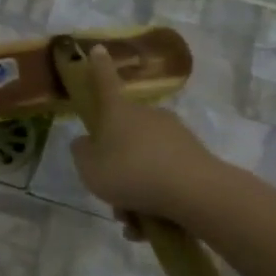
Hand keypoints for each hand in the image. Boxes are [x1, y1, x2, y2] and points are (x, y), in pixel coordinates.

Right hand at [69, 44, 223, 230]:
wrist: (194, 192)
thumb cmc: (130, 173)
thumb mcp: (89, 168)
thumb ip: (81, 154)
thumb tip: (86, 143)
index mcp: (118, 113)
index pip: (104, 83)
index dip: (97, 68)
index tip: (98, 48)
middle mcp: (147, 117)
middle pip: (123, 137)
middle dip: (114, 167)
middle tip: (110, 196)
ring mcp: (174, 136)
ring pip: (142, 163)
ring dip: (133, 192)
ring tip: (132, 222)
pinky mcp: (193, 157)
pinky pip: (163, 178)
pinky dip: (153, 200)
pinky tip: (150, 227)